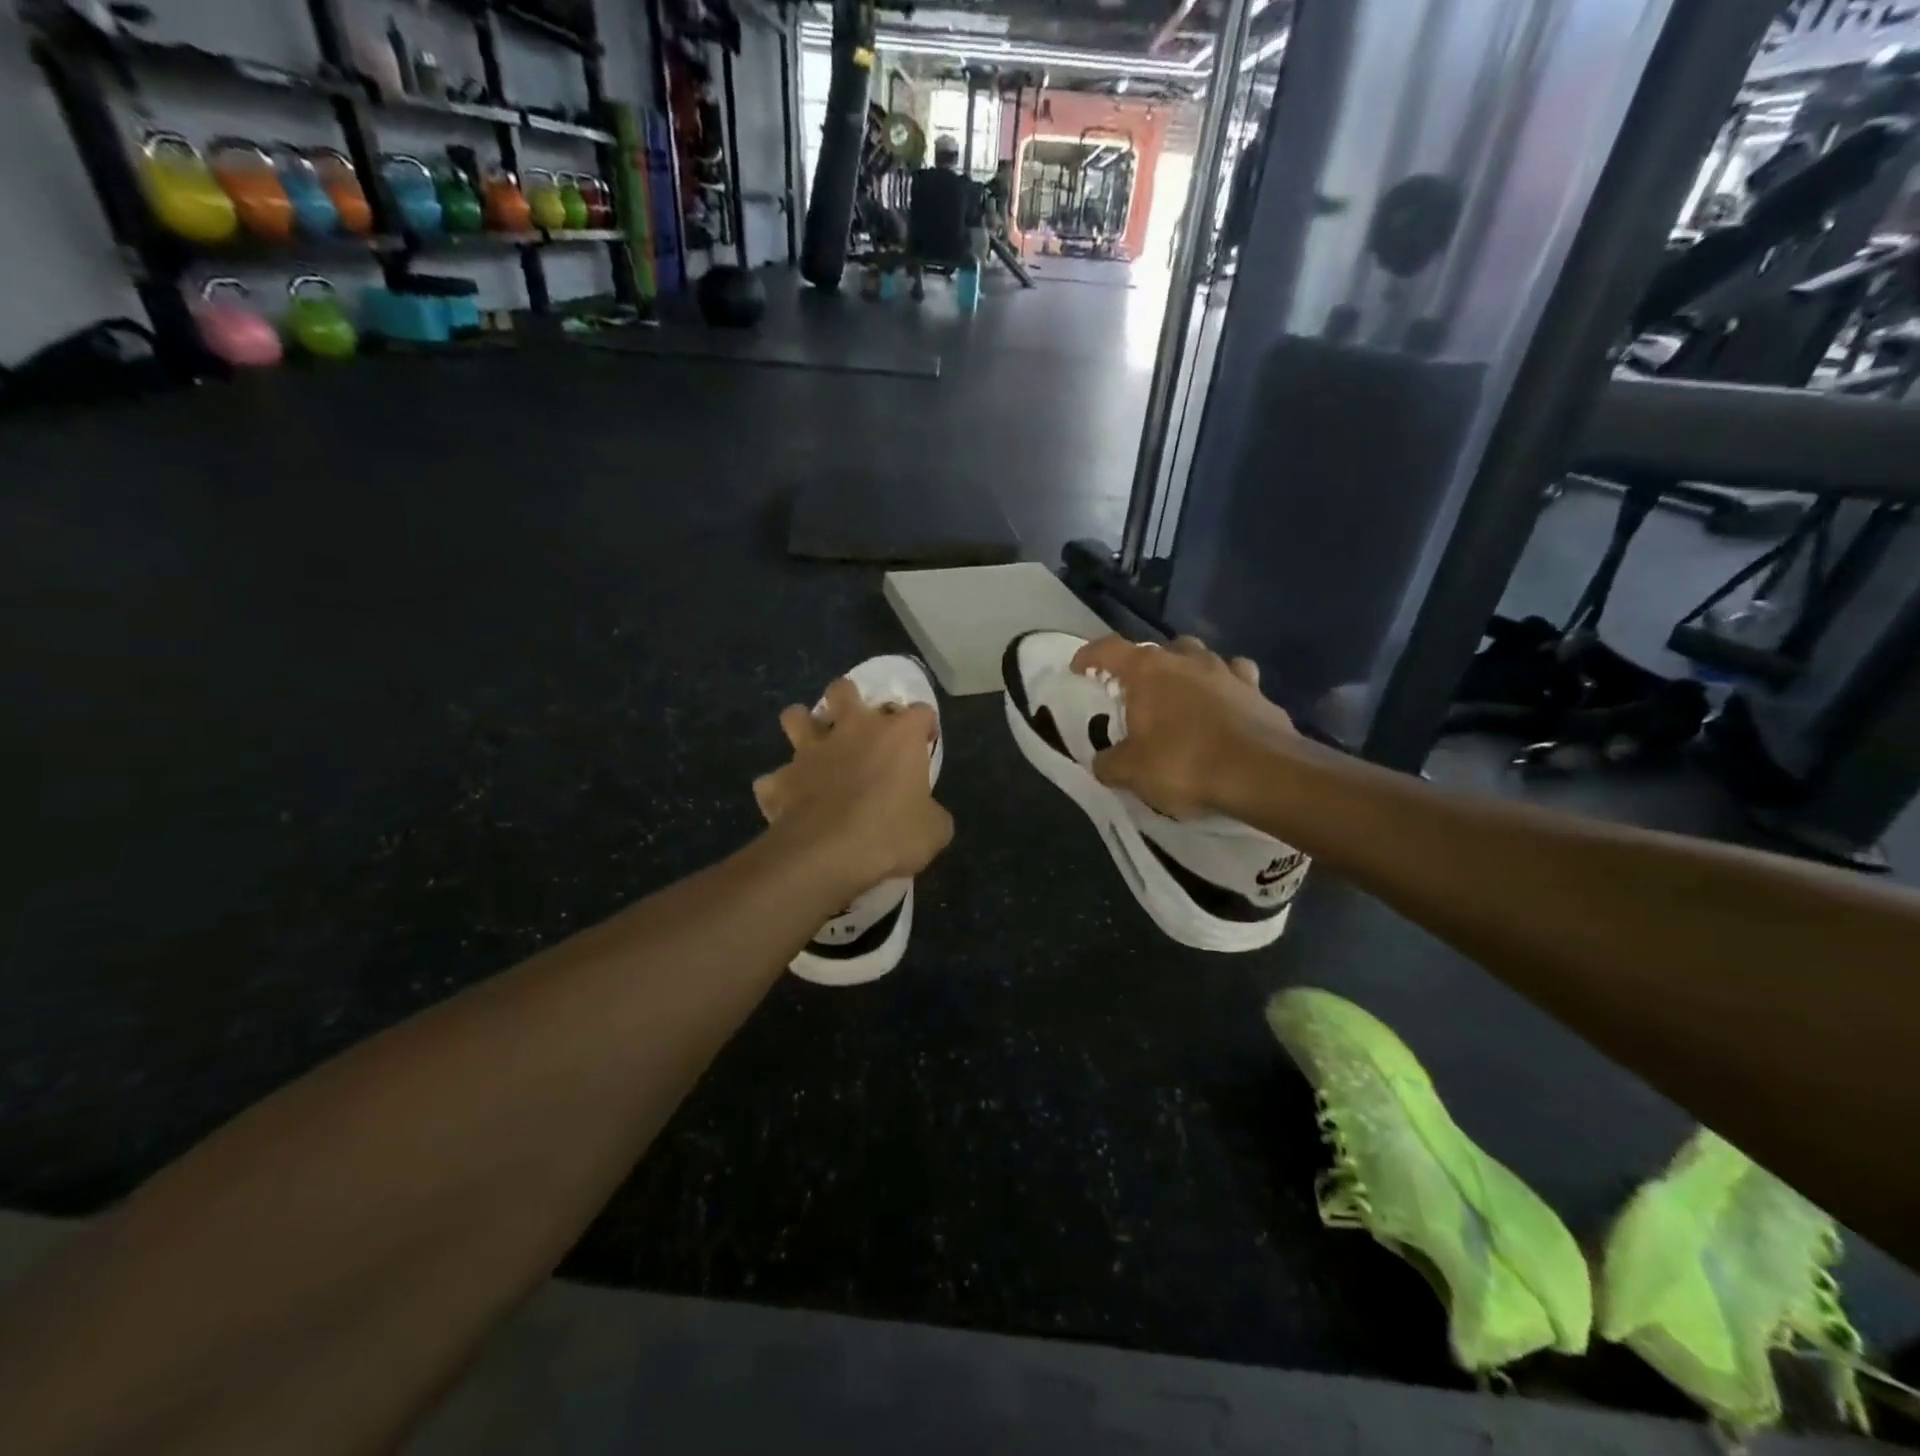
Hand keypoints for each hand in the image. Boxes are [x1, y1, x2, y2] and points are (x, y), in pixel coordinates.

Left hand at [754, 679, 952, 896]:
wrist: (828, 853)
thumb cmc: (891, 834)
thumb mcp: (934, 831)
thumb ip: (933, 814)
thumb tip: (928, 815)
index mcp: (898, 735)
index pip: (920, 711)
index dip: (924, 726)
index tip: (925, 744)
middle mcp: (852, 729)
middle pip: (844, 690)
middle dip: (849, 700)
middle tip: (858, 727)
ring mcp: (810, 751)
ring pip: (796, 715)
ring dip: (803, 726)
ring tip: (813, 746)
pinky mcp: (781, 779)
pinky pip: (774, 778)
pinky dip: (781, 787)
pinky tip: (789, 801)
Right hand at [1071, 635, 1296, 819]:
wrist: (1262, 773)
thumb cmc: (1184, 763)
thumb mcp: (1131, 772)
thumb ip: (1109, 763)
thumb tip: (1103, 762)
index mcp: (1148, 671)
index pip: (1109, 649)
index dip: (1090, 656)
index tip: (1078, 668)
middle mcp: (1187, 660)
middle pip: (1158, 649)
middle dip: (1143, 666)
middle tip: (1136, 692)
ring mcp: (1227, 672)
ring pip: (1200, 657)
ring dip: (1186, 671)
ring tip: (1180, 696)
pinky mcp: (1259, 692)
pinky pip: (1236, 679)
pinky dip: (1225, 688)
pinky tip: (1224, 707)